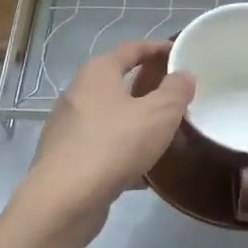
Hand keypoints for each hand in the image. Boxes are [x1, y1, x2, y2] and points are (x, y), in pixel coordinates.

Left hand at [23, 41, 194, 240]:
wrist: (64, 199)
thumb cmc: (114, 145)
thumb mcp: (159, 114)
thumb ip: (175, 91)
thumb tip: (183, 75)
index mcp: (97, 73)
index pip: (131, 49)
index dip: (157, 48)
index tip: (179, 54)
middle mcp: (78, 93)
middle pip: (118, 82)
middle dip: (147, 87)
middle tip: (176, 97)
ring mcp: (68, 127)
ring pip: (110, 117)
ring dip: (135, 122)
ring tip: (163, 134)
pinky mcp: (66, 158)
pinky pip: (102, 147)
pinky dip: (123, 152)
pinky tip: (142, 173)